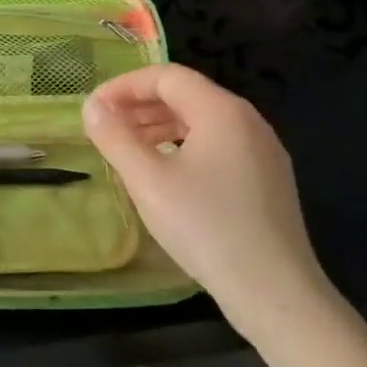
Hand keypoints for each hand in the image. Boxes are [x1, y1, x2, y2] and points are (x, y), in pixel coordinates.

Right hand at [83, 64, 335, 339]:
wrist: (274, 290)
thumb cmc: (205, 226)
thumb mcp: (147, 180)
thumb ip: (115, 137)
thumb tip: (92, 106)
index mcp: (221, 111)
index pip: (166, 76)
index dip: (124, 86)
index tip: (94, 110)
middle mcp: (248, 121)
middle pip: (186, 95)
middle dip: (140, 105)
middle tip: (105, 129)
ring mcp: (263, 150)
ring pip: (202, 121)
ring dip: (160, 126)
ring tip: (129, 150)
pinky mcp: (267, 179)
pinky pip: (218, 144)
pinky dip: (183, 145)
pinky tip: (165, 174)